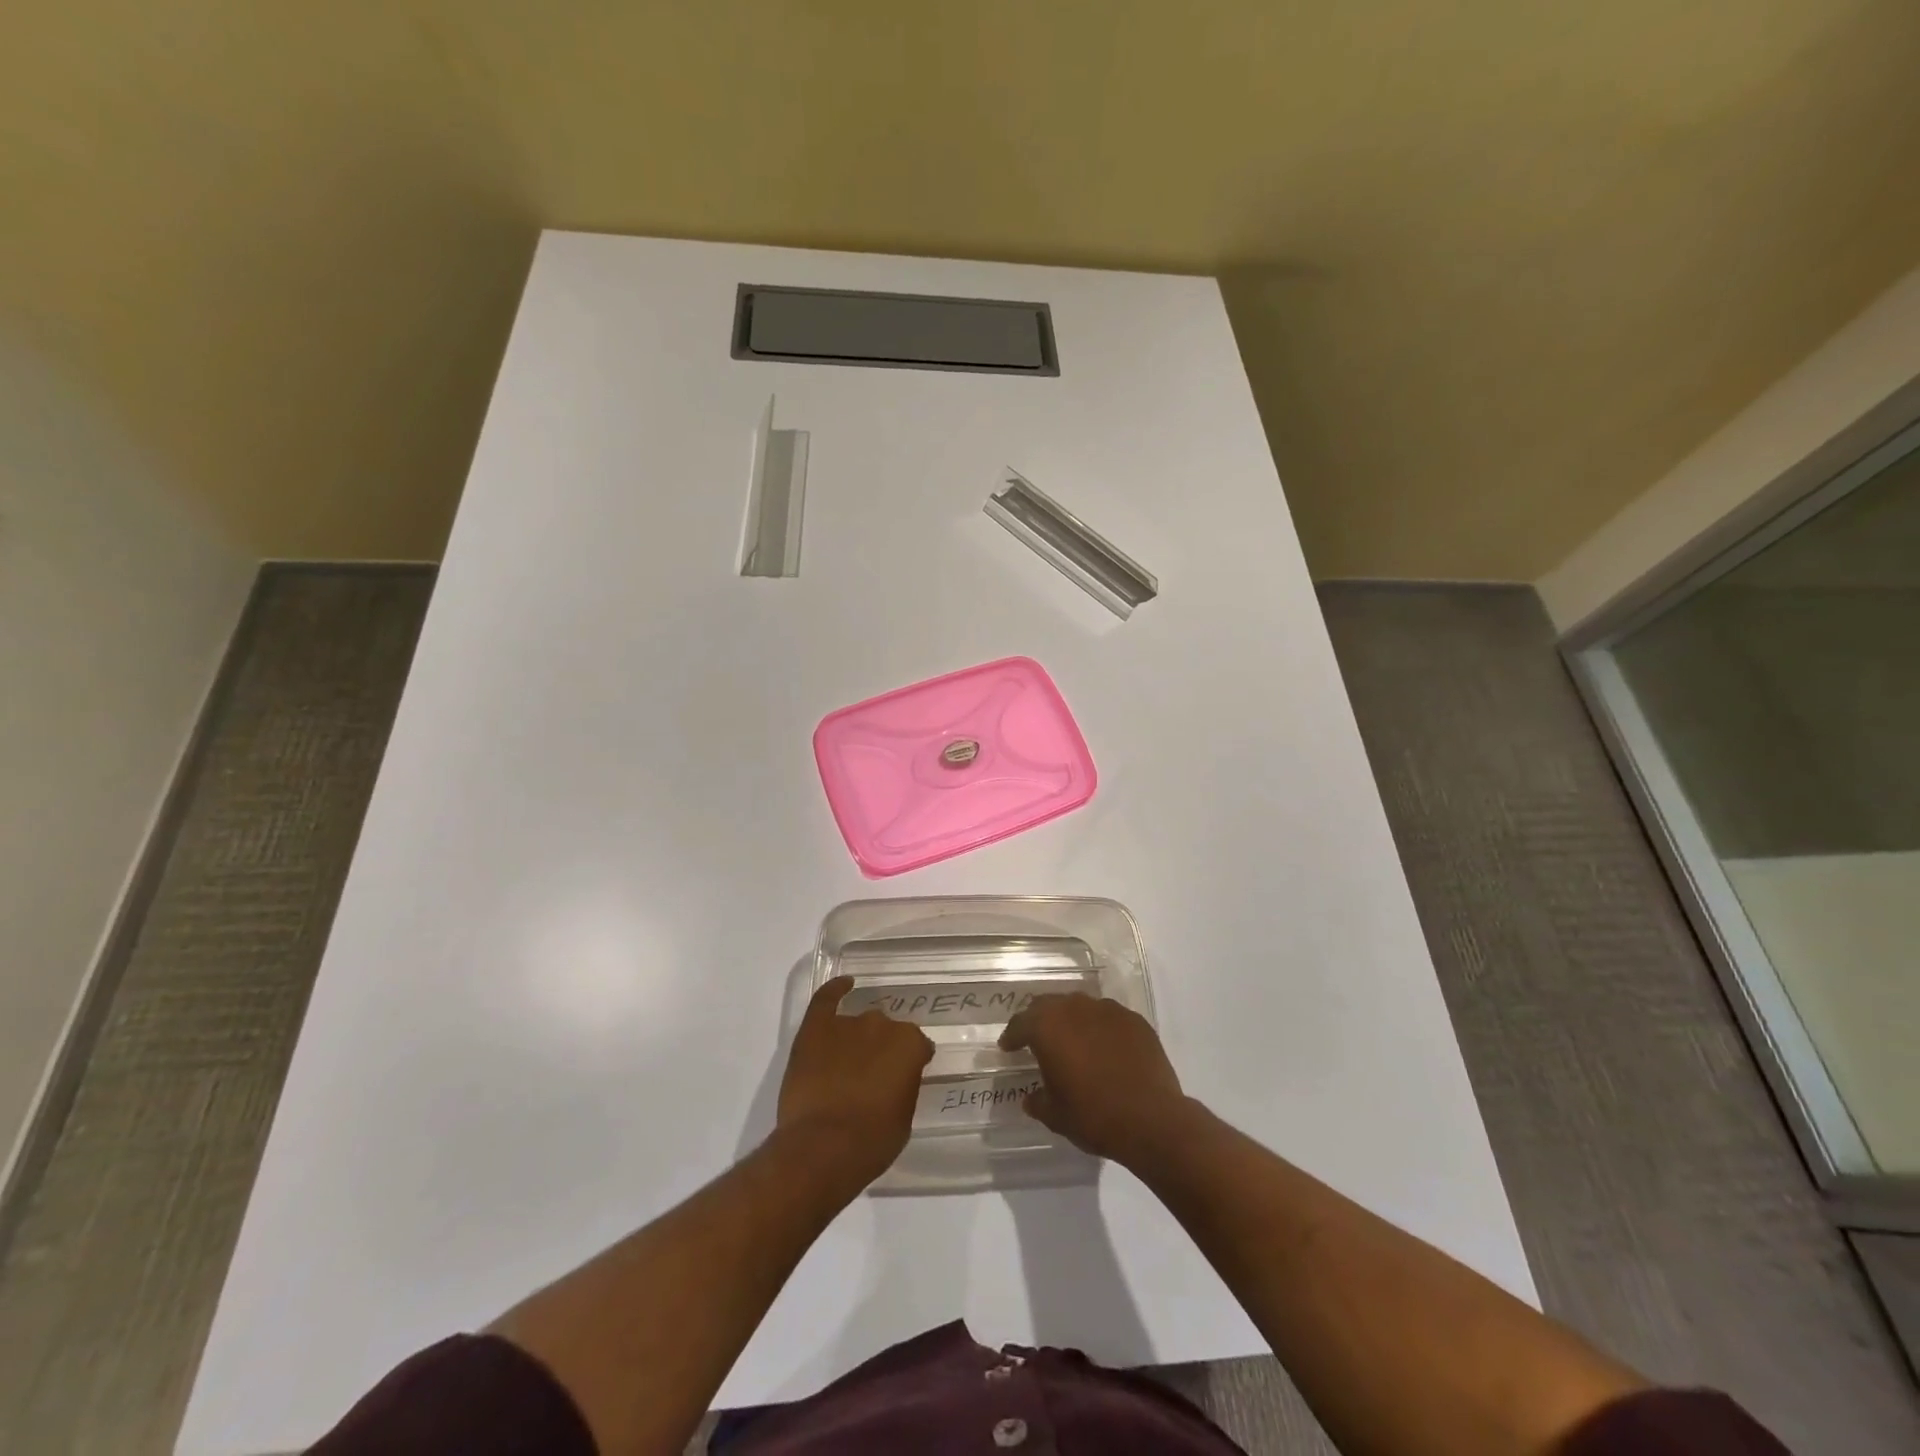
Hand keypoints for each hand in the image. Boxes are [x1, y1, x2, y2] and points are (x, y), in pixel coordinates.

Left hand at [776, 978, 933, 1190]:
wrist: (823, 1148)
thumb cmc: (872, 1141)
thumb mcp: (903, 1118)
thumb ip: (903, 1087)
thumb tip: (895, 1079)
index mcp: (910, 1045)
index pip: (917, 1046)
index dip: (911, 1063)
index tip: (906, 1077)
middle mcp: (882, 1025)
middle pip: (886, 1032)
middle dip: (882, 1051)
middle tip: (874, 1076)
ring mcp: (848, 1023)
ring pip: (859, 1024)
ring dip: (858, 1039)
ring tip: (851, 1061)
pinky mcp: (815, 1028)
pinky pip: (827, 999)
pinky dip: (835, 990)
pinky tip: (844, 985)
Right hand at [999, 994, 1196, 1166]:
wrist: (1152, 1120)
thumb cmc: (1094, 1116)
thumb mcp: (1055, 1115)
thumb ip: (1038, 1101)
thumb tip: (1031, 1097)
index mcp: (1048, 1026)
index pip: (1021, 1023)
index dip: (1012, 1036)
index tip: (1008, 1046)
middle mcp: (1076, 1007)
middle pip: (1049, 1005)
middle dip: (1039, 1020)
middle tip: (1036, 1039)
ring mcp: (1108, 1010)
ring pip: (1081, 1007)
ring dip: (1072, 1022)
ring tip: (1073, 1043)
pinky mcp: (1135, 1020)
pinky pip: (1108, 1018)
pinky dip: (1100, 1029)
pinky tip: (1105, 1050)